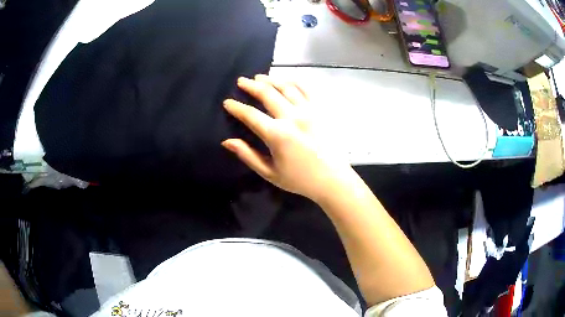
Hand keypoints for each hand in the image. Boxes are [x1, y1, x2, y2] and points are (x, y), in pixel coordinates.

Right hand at [222, 75, 353, 202]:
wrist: (332, 179)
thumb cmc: (300, 179)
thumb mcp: (270, 173)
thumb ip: (247, 155)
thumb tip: (227, 142)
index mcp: (277, 135)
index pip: (251, 115)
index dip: (236, 107)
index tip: (227, 102)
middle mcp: (292, 117)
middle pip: (267, 93)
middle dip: (251, 85)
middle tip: (241, 81)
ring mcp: (308, 111)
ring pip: (286, 87)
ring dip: (271, 80)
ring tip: (259, 77)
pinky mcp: (320, 110)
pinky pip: (306, 89)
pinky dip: (294, 82)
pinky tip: (286, 80)